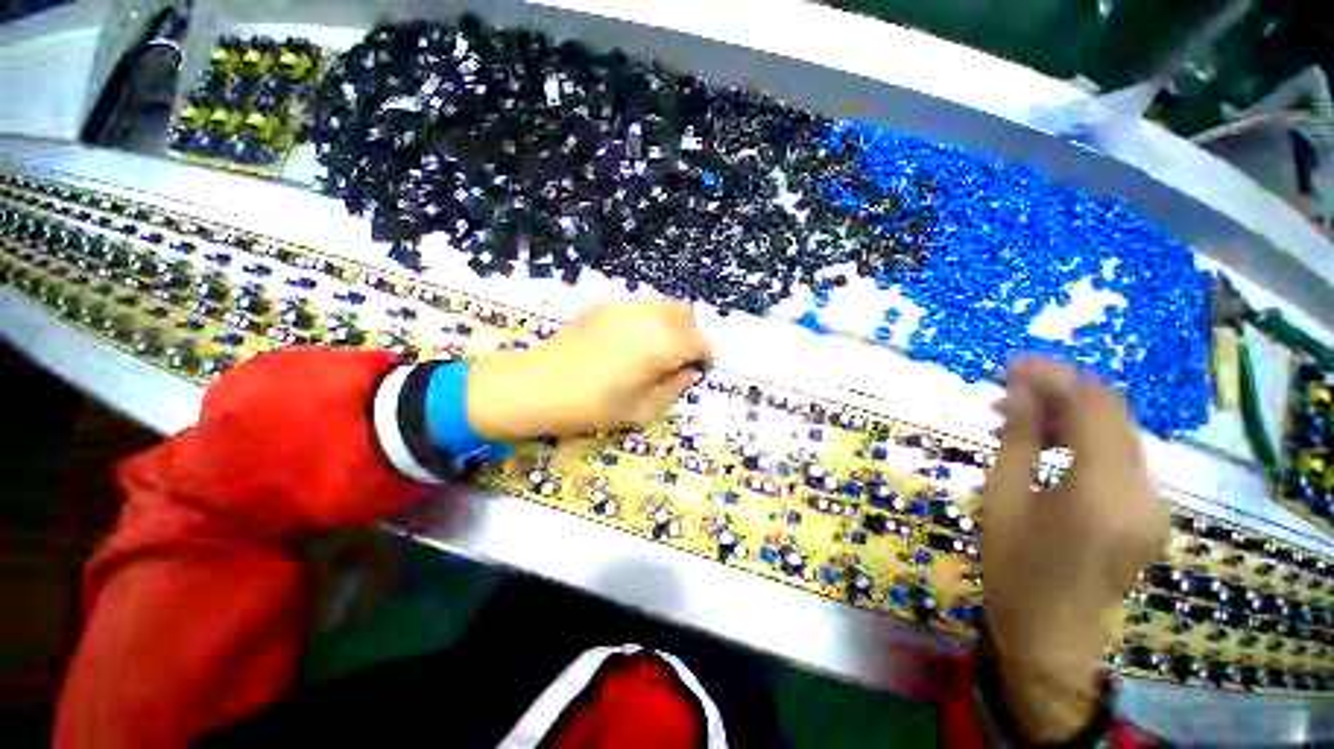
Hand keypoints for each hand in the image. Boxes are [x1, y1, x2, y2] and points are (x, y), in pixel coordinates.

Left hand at [466, 300, 711, 440]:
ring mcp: (624, 306)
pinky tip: (626, 344)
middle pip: (685, 315)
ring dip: (669, 326)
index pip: (699, 342)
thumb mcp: (642, 409)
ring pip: (662, 306)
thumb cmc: (593, 405)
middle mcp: (649, 316)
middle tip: (675, 362)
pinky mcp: (603, 305)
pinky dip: (645, 321)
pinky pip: (637, 308)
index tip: (696, 373)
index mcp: (663, 343)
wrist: (537, 386)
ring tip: (652, 352)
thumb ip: (673, 388)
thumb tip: (689, 372)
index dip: (704, 358)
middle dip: (688, 337)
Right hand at [983, 356, 1166, 741]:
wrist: (1049, 633)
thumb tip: (1020, 388)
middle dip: (1062, 393)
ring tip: (1021, 417)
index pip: (1094, 407)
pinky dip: (1086, 442)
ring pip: (1119, 435)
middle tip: (1010, 390)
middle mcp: (1144, 493)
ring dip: (1073, 416)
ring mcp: (1155, 505)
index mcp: (1103, 493)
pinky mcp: (1151, 514)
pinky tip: (1050, 446)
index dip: (1056, 377)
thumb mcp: (1003, 496)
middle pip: (1113, 416)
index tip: (1015, 364)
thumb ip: (1019, 436)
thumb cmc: (1014, 566)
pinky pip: (1122, 460)